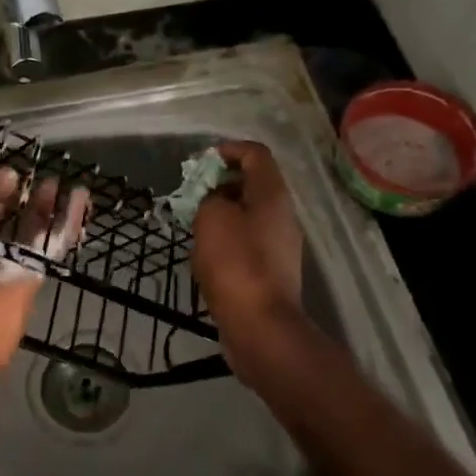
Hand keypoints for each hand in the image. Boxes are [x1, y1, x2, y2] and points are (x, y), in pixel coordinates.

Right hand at [192, 141, 308, 374]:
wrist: (260, 325)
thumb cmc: (235, 263)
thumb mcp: (211, 217)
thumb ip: (210, 198)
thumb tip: (215, 203)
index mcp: (272, 194)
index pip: (256, 154)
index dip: (229, 150)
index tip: (202, 162)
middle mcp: (282, 215)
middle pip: (253, 184)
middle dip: (221, 184)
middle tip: (193, 195)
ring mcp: (280, 244)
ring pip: (249, 215)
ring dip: (222, 213)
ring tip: (195, 224)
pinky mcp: (271, 270)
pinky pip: (248, 241)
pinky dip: (228, 239)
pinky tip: (207, 255)